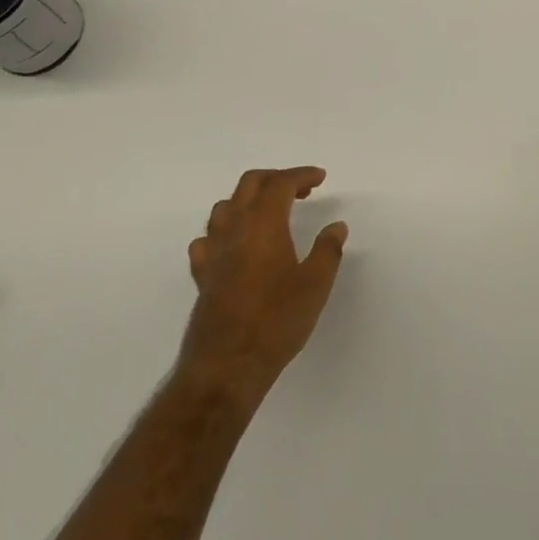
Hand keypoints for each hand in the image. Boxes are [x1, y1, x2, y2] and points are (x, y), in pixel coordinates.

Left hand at [179, 167, 347, 404]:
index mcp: (263, 223)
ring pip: (225, 206)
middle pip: (249, 184)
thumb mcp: (315, 285)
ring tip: (269, 213)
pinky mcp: (202, 274)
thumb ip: (327, 250)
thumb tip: (336, 226)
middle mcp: (234, 228)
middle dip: (276, 179)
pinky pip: (208, 238)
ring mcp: (213, 250)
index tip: (320, 178)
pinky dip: (224, 231)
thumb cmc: (277, 320)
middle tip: (301, 190)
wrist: (227, 364)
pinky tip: (234, 245)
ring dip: (248, 200)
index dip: (301, 175)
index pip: (280, 183)